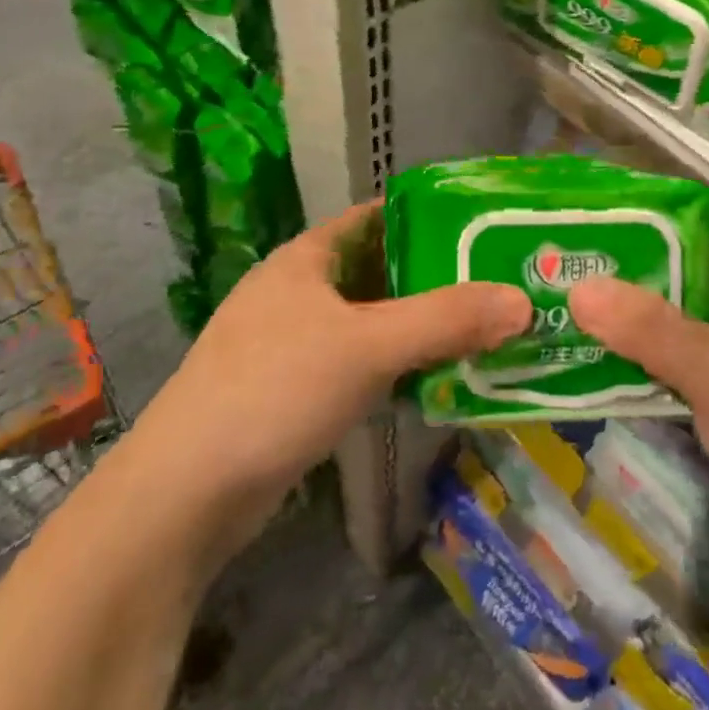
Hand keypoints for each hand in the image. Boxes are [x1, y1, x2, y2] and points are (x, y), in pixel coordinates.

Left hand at [142, 202, 530, 554]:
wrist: (186, 491)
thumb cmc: (276, 389)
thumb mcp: (368, 346)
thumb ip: (445, 321)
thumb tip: (522, 300)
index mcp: (306, 258)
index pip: (376, 217)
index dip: (428, 217)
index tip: (484, 229)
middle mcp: (297, 291)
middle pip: (378, 271)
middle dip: (434, 279)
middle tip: (498, 287)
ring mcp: (290, 342)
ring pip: (369, 322)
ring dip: (417, 329)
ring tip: (482, 332)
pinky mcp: (291, 391)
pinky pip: (356, 364)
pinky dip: (394, 368)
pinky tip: (433, 383)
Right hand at [568, 216, 708, 582]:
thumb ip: (652, 330)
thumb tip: (578, 286)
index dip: (671, 210)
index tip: (612, 208)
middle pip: (686, 273)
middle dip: (632, 264)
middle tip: (569, 255)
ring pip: (673, 322)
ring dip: (627, 315)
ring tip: (564, 299)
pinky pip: (669, 367)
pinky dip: (635, 360)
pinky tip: (589, 357)